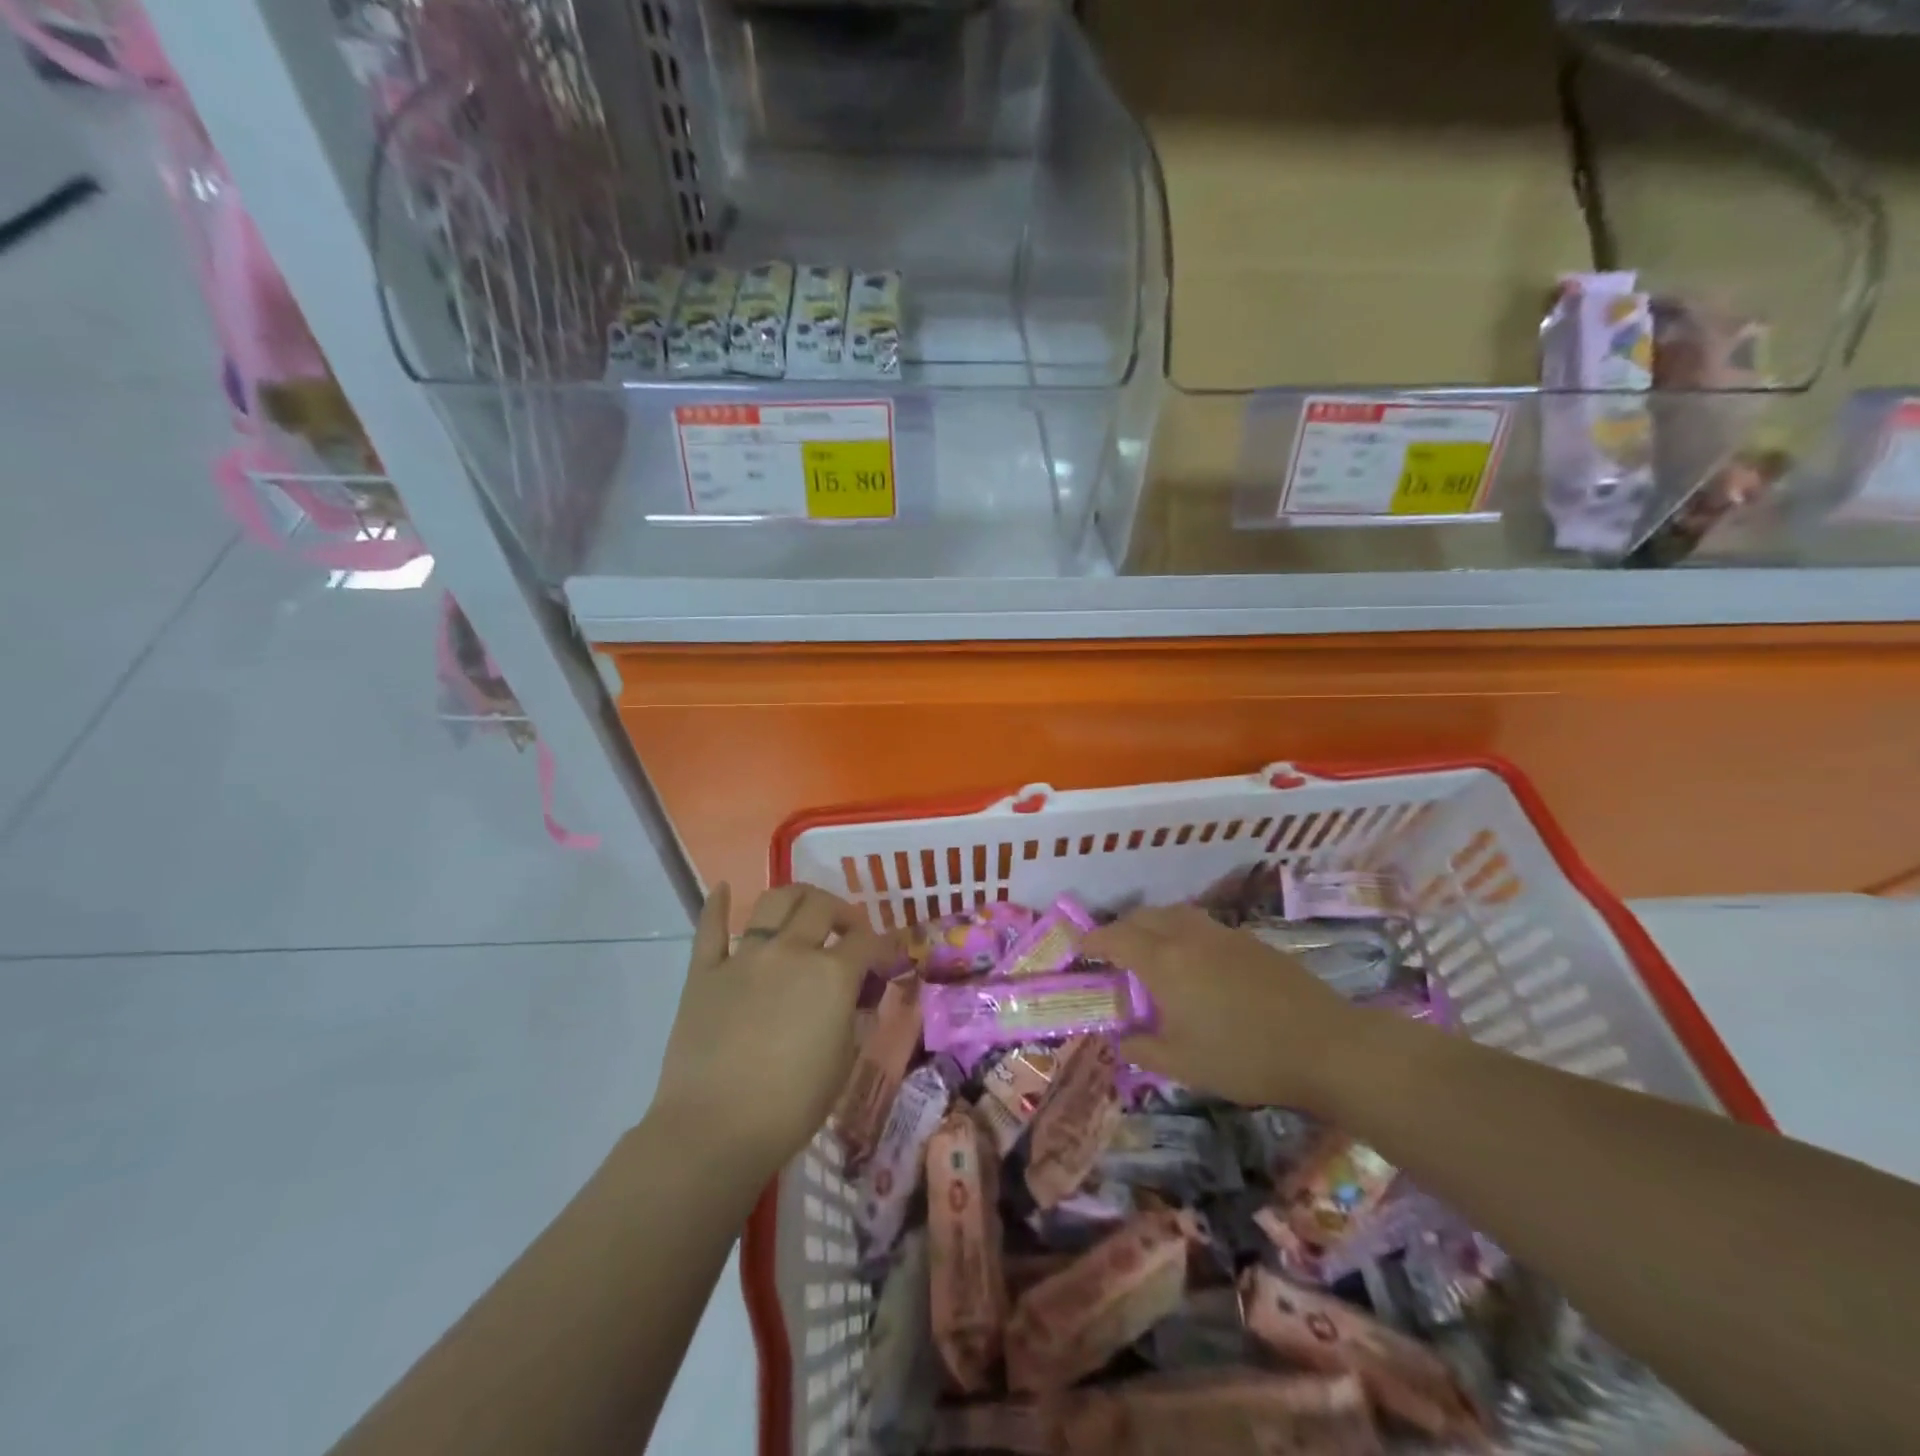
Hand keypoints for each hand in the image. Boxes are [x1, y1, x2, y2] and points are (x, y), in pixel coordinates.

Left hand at [649, 884, 895, 1177]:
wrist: (714, 1131)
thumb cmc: (791, 1107)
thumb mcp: (842, 1063)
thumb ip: (853, 1019)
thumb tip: (857, 998)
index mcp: (832, 975)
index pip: (867, 941)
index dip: (882, 944)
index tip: (887, 954)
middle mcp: (791, 951)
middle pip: (822, 906)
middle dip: (842, 912)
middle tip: (847, 929)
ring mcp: (745, 957)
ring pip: (774, 902)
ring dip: (796, 897)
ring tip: (802, 910)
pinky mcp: (705, 971)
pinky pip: (710, 928)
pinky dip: (718, 905)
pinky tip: (724, 890)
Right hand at [1083, 904, 1363, 1112]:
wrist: (1326, 1046)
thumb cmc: (1245, 1057)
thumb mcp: (1183, 1064)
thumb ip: (1142, 1049)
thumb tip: (1120, 1038)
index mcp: (1165, 961)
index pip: (1116, 938)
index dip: (1093, 941)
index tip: (1078, 950)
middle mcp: (1189, 936)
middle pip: (1143, 917)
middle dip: (1120, 929)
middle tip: (1111, 953)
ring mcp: (1223, 934)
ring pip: (1174, 914)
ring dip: (1152, 925)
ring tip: (1150, 951)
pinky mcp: (1250, 941)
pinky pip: (1201, 925)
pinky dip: (1182, 933)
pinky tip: (1194, 963)